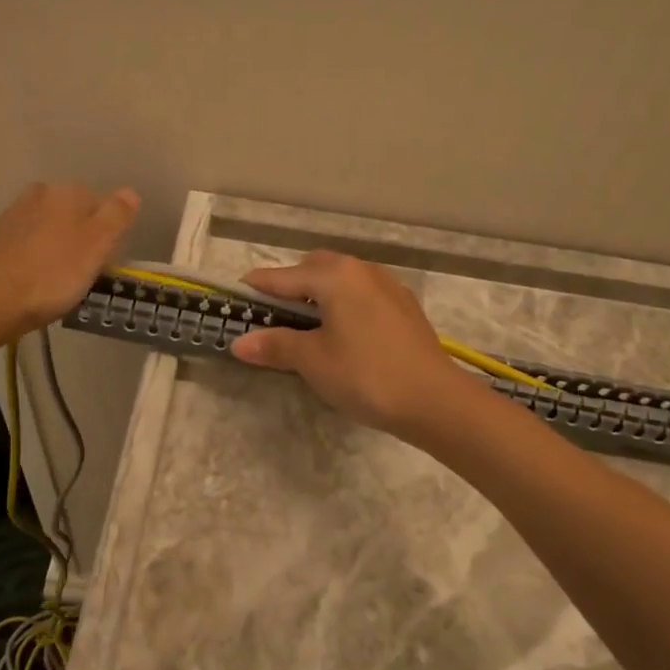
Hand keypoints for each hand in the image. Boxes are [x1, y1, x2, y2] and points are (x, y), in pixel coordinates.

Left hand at [0, 183, 139, 345]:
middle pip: (74, 215)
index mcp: (67, 193)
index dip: (108, 235)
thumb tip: (130, 192)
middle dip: (82, 238)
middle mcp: (39, 195)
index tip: (106, 262)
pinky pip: (28, 244)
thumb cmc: (52, 275)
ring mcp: (13, 216)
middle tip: (85, 273)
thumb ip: (117, 216)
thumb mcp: (97, 246)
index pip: (102, 206)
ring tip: (60, 281)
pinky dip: (35, 258)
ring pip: (49, 228)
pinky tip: (35, 281)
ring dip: (58, 248)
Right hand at [230, 251, 463, 437]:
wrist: (435, 400)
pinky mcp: (404, 306)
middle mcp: (361, 270)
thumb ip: (276, 345)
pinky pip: (362, 294)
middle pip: (314, 268)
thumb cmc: (366, 375)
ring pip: (341, 280)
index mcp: (335, 276)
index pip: (282, 277)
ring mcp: (387, 286)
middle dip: (290, 286)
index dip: (256, 288)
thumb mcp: (313, 361)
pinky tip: (344, 335)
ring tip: (307, 328)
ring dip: (319, 295)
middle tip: (274, 318)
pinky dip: (344, 304)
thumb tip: (239, 343)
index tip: (234, 298)